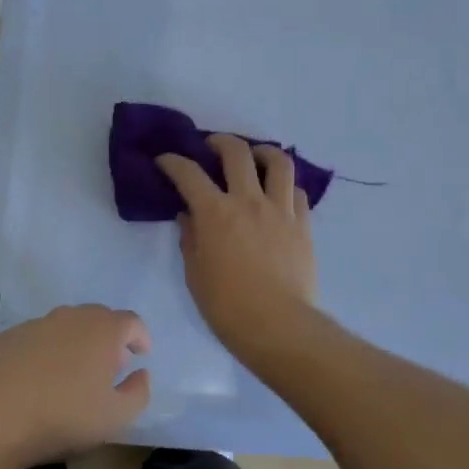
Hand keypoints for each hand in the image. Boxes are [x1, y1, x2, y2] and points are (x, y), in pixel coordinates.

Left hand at [0, 304, 150, 465]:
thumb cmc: (63, 416)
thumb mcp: (115, 417)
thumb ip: (138, 393)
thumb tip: (141, 374)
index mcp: (103, 330)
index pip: (132, 321)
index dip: (140, 337)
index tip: (141, 355)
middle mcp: (72, 316)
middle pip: (99, 318)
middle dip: (109, 339)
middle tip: (109, 368)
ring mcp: (37, 323)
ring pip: (66, 326)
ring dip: (76, 343)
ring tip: (73, 375)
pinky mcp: (9, 336)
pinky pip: (38, 338)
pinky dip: (46, 351)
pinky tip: (38, 379)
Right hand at [157, 135, 321, 359]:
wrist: (278, 326)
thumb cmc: (227, 306)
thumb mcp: (195, 273)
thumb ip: (190, 238)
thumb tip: (189, 216)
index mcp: (215, 213)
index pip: (188, 173)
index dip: (172, 162)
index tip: (165, 161)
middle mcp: (248, 201)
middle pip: (236, 153)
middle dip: (220, 142)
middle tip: (211, 147)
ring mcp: (280, 210)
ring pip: (278, 162)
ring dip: (263, 152)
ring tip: (255, 157)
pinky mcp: (303, 225)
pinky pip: (297, 192)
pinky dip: (285, 186)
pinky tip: (278, 194)